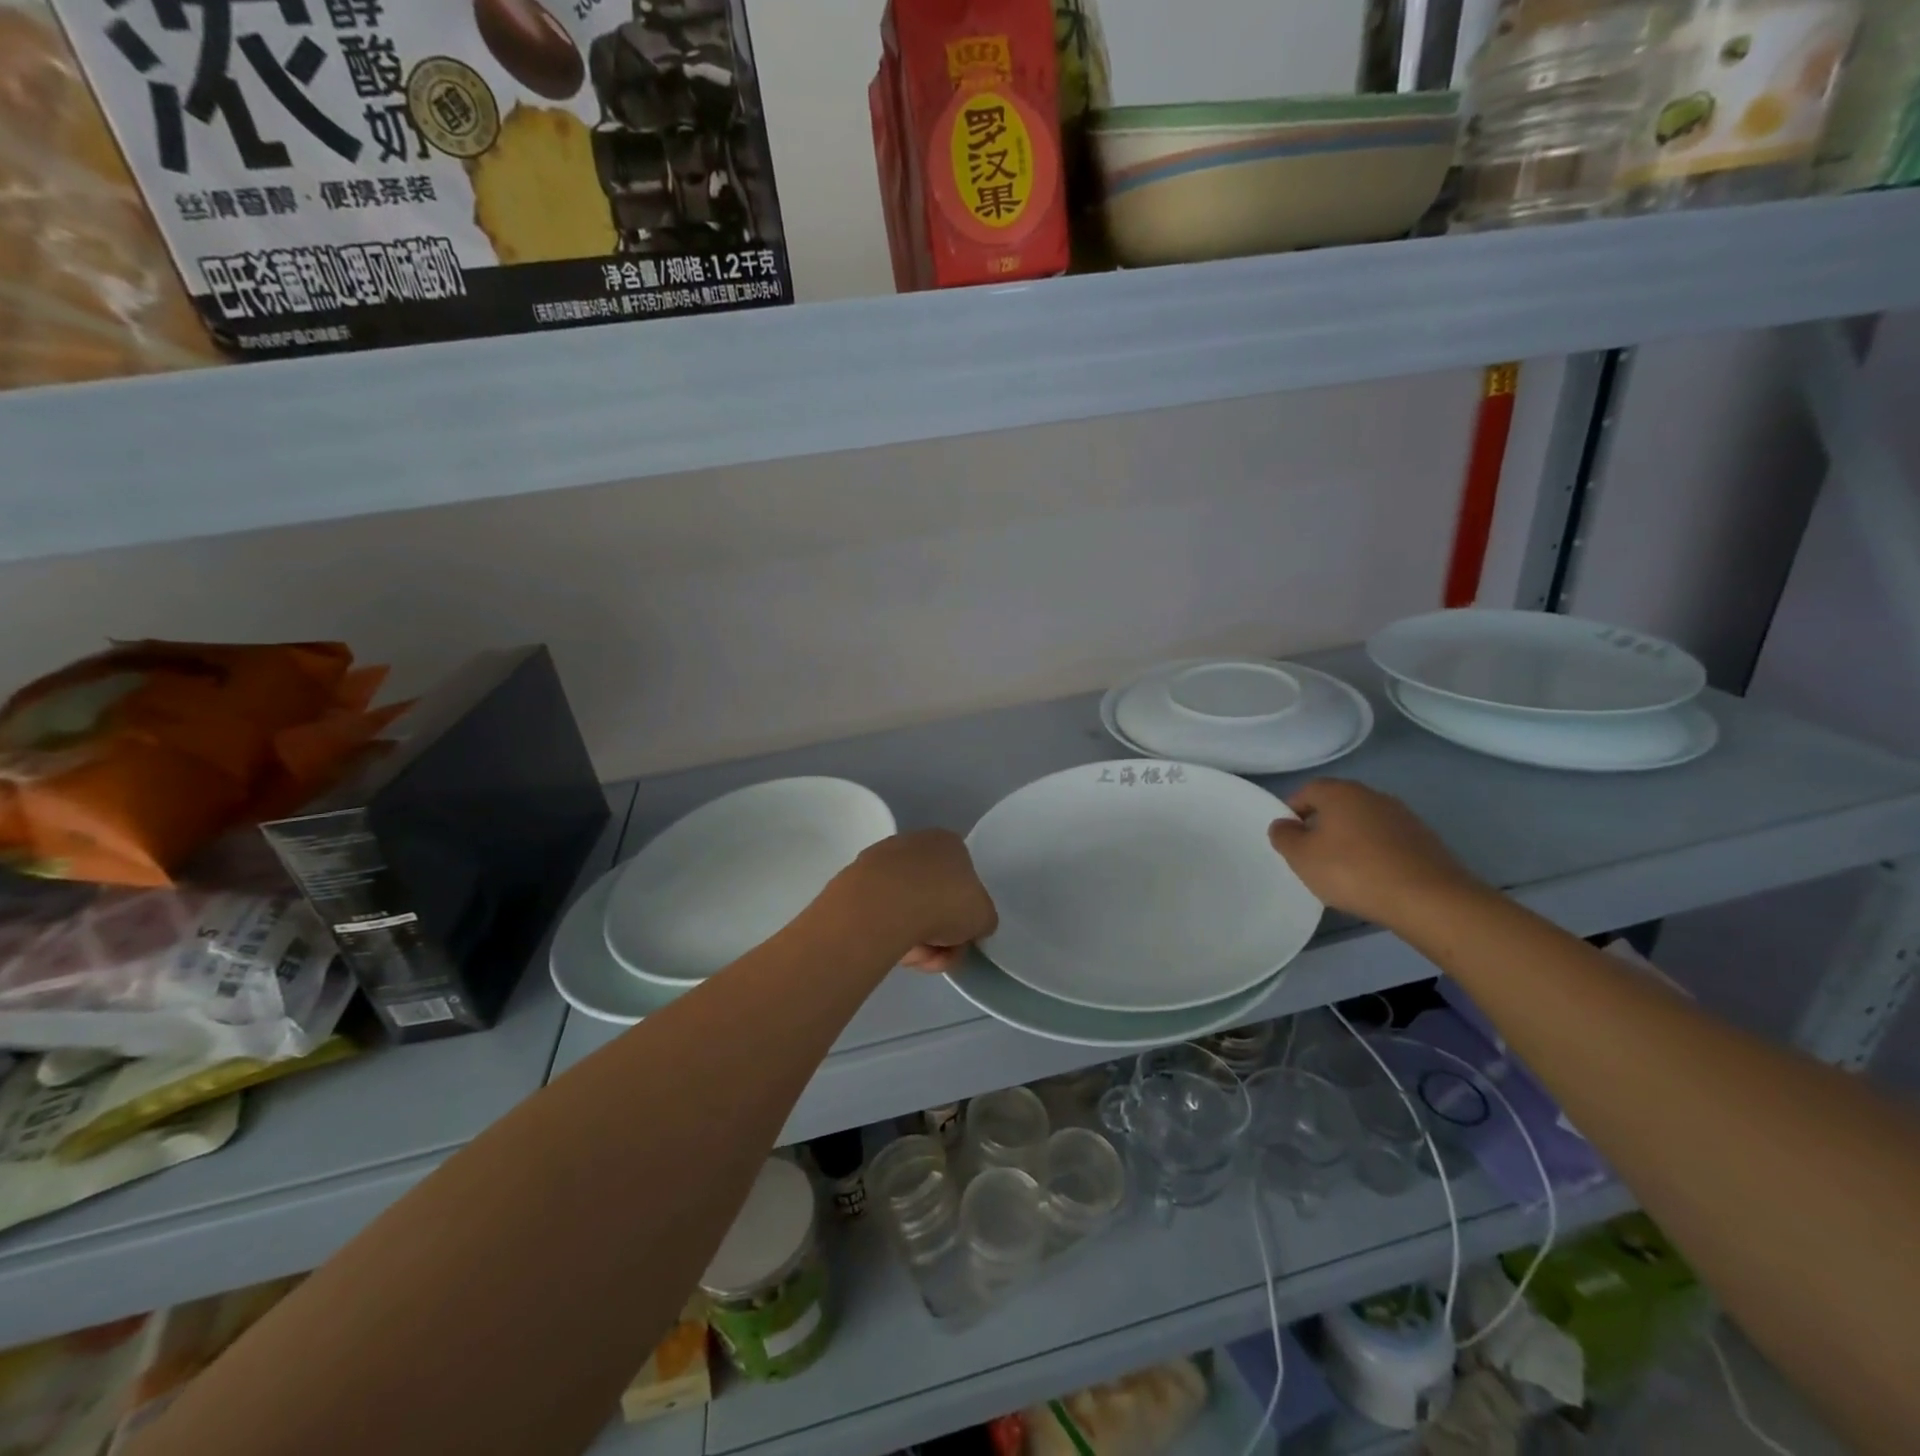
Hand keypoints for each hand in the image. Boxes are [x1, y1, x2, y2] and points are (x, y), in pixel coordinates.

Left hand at [839, 829, 997, 971]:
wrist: (884, 906)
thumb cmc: (944, 903)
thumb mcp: (983, 917)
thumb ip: (982, 919)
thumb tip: (971, 926)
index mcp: (949, 843)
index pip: (963, 880)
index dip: (964, 914)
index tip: (959, 936)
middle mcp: (914, 843)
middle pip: (933, 898)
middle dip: (938, 932)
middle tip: (938, 953)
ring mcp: (881, 859)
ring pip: (906, 909)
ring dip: (914, 939)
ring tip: (912, 956)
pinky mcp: (855, 880)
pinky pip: (880, 912)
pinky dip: (887, 932)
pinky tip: (888, 947)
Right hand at [1266, 779, 1482, 930]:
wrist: (1428, 899)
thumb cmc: (1352, 871)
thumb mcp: (1301, 857)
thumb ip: (1284, 836)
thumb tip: (1283, 824)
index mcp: (1340, 792)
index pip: (1307, 791)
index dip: (1292, 811)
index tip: (1288, 838)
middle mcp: (1372, 795)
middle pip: (1337, 805)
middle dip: (1321, 826)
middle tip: (1312, 855)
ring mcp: (1402, 816)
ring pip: (1363, 823)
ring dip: (1350, 840)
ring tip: (1343, 871)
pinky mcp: (1424, 840)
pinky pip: (1386, 841)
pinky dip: (1374, 854)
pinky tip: (1372, 879)